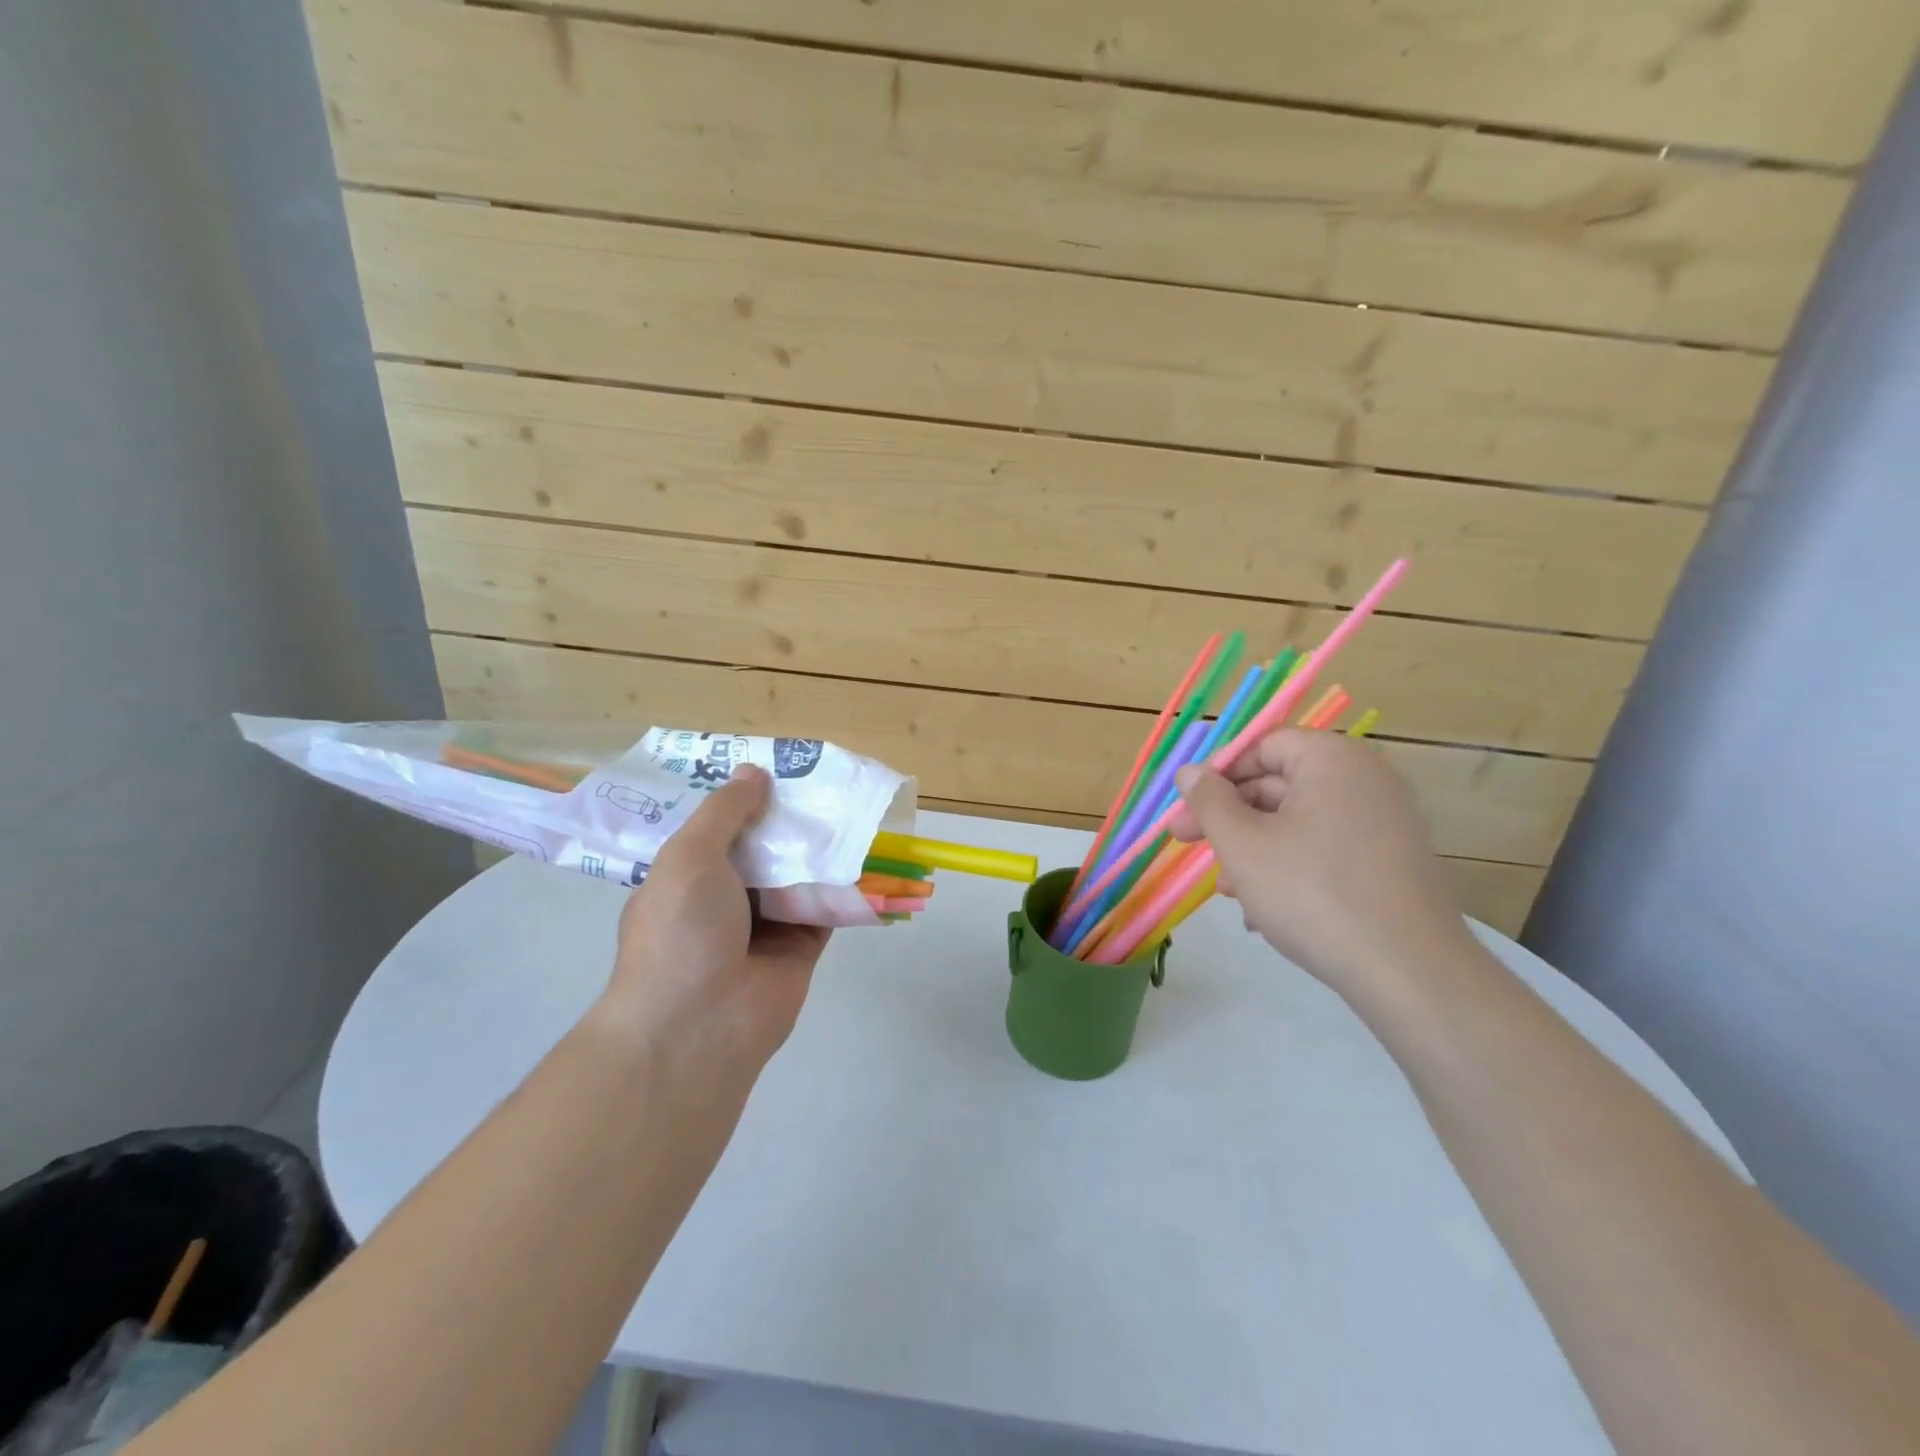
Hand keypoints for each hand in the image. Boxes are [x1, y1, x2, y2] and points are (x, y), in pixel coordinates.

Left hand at [602, 766, 829, 1071]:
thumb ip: (724, 812)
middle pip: (764, 849)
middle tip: (824, 780)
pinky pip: (827, 907)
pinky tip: (868, 851)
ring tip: (852, 804)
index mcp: (687, 878)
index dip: (743, 799)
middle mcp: (724, 899)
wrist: (700, 1025)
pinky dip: (846, 884)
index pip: (717, 829)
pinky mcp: (801, 947)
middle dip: (789, 819)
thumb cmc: (681, 931)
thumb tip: (753, 771)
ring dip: (821, 847)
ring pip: (799, 875)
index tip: (774, 768)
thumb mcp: (689, 856)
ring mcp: (764, 925)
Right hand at [1170, 730, 1474, 1005]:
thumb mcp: (1243, 845)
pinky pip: (1326, 851)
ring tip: (1227, 892)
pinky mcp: (1391, 865)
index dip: (1218, 774)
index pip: (1263, 746)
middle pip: (1278, 785)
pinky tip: (1264, 913)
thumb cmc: (1313, 893)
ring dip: (1253, 851)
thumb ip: (1209, 802)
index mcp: (1333, 761)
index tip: (1186, 808)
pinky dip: (1289, 870)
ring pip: (1298, 824)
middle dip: (1230, 819)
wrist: (1410, 973)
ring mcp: (1384, 825)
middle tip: (1187, 845)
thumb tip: (1189, 772)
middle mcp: (1365, 782)